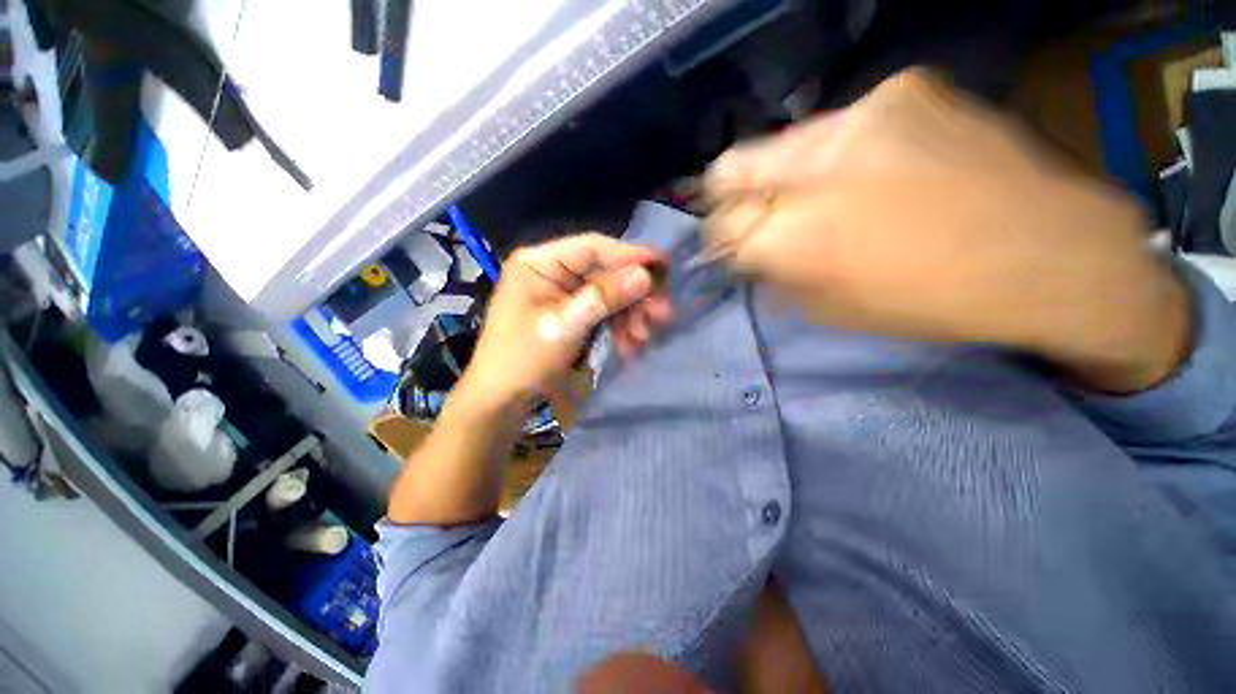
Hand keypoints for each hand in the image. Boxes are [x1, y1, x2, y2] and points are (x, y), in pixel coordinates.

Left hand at [461, 234, 671, 406]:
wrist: (502, 401)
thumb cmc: (523, 360)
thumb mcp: (564, 326)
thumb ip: (603, 297)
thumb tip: (645, 275)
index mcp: (539, 263)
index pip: (592, 247)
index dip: (630, 255)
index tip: (664, 265)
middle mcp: (553, 272)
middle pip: (605, 273)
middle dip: (634, 296)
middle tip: (662, 314)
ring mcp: (563, 295)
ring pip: (609, 296)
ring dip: (630, 316)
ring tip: (643, 338)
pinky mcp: (572, 315)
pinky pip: (603, 314)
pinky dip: (619, 328)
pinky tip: (630, 345)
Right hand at [703, 69, 1189, 392]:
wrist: (1047, 253)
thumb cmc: (928, 301)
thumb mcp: (829, 307)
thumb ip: (776, 272)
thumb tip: (750, 250)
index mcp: (791, 239)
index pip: (720, 226)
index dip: (720, 238)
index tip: (731, 244)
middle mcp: (808, 169)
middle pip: (729, 168)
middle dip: (728, 197)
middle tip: (751, 212)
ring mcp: (857, 116)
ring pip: (781, 144)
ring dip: (785, 173)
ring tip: (823, 193)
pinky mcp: (901, 88)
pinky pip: (839, 124)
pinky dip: (838, 151)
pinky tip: (873, 168)